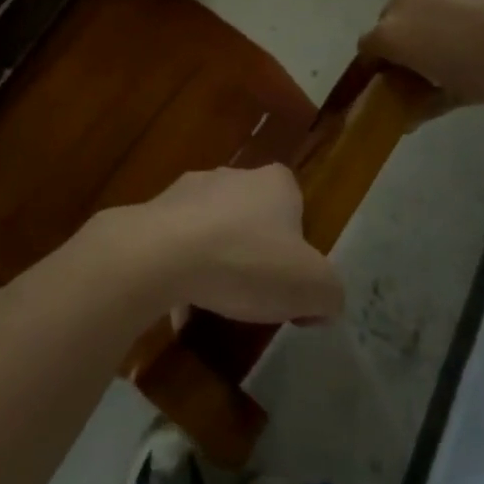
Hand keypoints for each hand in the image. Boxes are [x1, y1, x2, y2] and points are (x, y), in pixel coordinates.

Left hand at [90, 166, 342, 325]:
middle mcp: (232, 175)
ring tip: (216, 303)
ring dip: (216, 260)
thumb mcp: (312, 287)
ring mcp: (188, 191)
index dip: (297, 244)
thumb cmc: (247, 261)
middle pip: (252, 216)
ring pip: (212, 229)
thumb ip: (329, 294)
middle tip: (256, 293)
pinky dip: (182, 272)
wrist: (162, 255)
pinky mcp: (154, 213)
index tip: (292, 279)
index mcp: (275, 182)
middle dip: (254, 251)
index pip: (295, 204)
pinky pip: (177, 247)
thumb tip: (323, 303)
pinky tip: (180, 308)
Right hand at [360, 0, 483, 106]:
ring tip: (467, 14)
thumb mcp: (462, 96)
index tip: (405, 70)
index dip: (384, 59)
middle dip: (408, 29)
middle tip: (441, 45)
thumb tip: (404, 119)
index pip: (370, 45)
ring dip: (431, 0)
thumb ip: (425, 104)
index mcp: (396, 35)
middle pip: (392, 13)